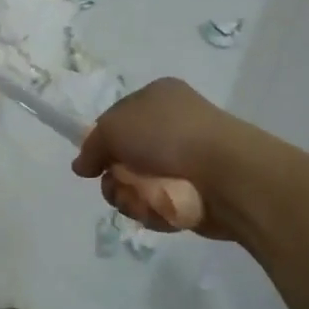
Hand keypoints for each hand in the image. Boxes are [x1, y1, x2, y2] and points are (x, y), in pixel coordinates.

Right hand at [72, 77, 308, 241]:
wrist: (227, 174)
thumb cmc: (167, 137)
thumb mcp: (114, 128)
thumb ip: (92, 146)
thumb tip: (81, 166)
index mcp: (157, 96)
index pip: (117, 119)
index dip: (102, 142)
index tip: (94, 163)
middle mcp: (174, 124)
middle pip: (125, 156)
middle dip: (116, 177)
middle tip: (119, 184)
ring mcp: (188, 159)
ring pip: (140, 185)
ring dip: (133, 197)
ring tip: (143, 201)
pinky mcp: (198, 193)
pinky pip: (162, 204)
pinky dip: (156, 211)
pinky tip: (163, 211)